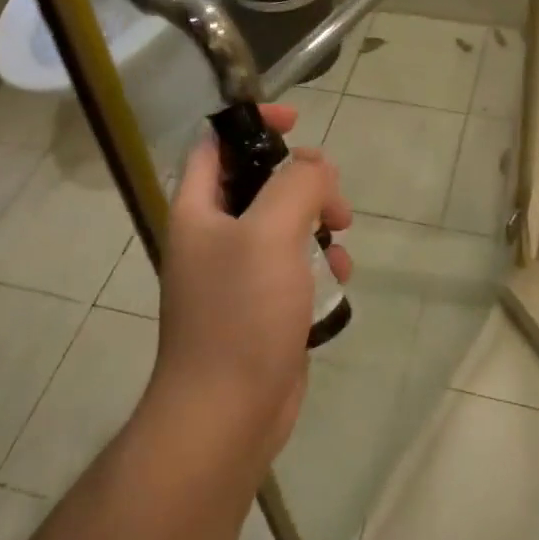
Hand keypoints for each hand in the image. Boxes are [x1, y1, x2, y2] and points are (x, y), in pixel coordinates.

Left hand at [151, 104, 354, 468]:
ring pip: (283, 221)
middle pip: (258, 179)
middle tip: (331, 194)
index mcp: (197, 209)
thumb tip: (315, 167)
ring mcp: (237, 272)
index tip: (295, 121)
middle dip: (302, 178)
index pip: (215, 142)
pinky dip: (319, 261)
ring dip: (317, 220)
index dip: (251, 122)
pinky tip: (339, 279)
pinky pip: (294, 263)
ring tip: (341, 236)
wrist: (226, 418)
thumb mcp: (271, 232)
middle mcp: (213, 235)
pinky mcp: (261, 305)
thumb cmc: (240, 314)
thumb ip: (297, 184)